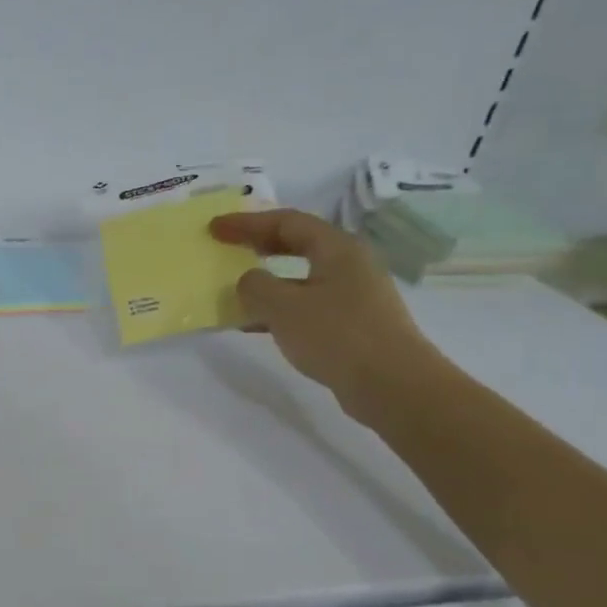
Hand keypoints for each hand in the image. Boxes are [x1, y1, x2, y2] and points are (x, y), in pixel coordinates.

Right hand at [209, 208, 444, 421]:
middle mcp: (349, 264)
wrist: (391, 384)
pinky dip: (278, 309)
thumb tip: (249, 280)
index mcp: (337, 249)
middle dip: (259, 244)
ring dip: (267, 281)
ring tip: (235, 290)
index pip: (286, 222)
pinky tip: (255, 325)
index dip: (247, 222)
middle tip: (228, 247)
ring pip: (300, 278)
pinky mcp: (352, 324)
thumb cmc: (336, 335)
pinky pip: (306, 305)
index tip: (215, 228)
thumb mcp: (283, 307)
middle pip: (298, 244)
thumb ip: (256, 287)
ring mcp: (353, 295)